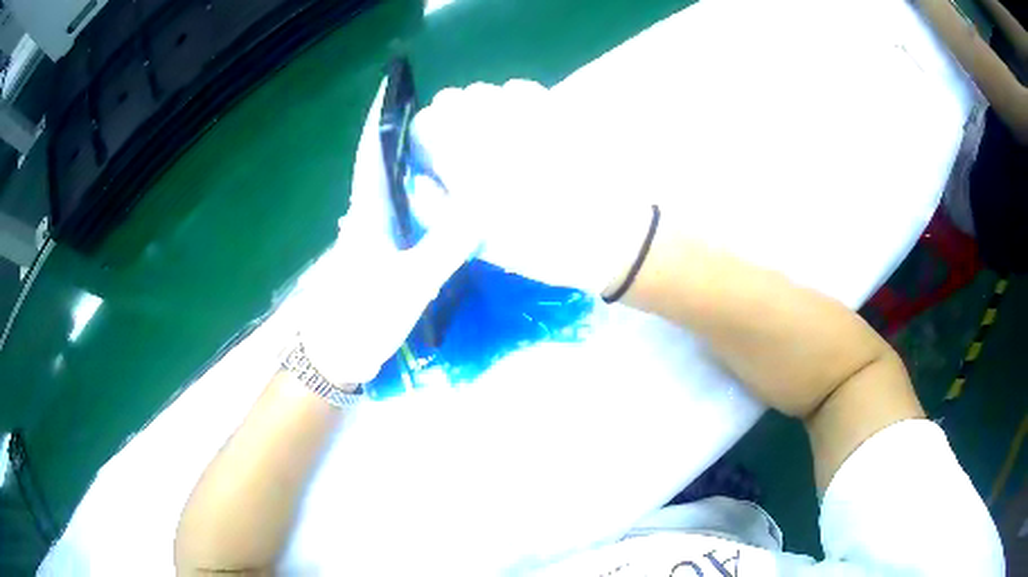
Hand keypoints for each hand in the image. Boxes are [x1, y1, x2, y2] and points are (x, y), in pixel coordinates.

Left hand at [295, 81, 480, 385]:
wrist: (336, 358)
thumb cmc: (363, 316)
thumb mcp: (410, 282)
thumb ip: (446, 244)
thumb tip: (485, 206)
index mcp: (367, 212)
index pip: (372, 152)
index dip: (381, 118)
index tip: (394, 87)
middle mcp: (365, 216)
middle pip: (384, 165)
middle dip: (406, 137)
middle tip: (445, 117)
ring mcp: (371, 238)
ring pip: (394, 190)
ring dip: (415, 167)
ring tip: (450, 148)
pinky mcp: (379, 257)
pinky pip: (403, 216)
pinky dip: (421, 201)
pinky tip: (443, 202)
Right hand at [412, 81, 653, 294]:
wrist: (610, 234)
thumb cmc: (543, 245)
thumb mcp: (478, 242)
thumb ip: (436, 207)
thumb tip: (420, 179)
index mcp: (466, 157)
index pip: (425, 123)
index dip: (426, 140)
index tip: (436, 159)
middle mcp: (491, 123)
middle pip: (452, 99)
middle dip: (452, 121)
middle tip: (468, 151)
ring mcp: (526, 110)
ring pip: (485, 91)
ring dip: (482, 111)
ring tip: (500, 141)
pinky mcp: (556, 107)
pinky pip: (519, 89)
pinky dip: (513, 103)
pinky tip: (527, 129)